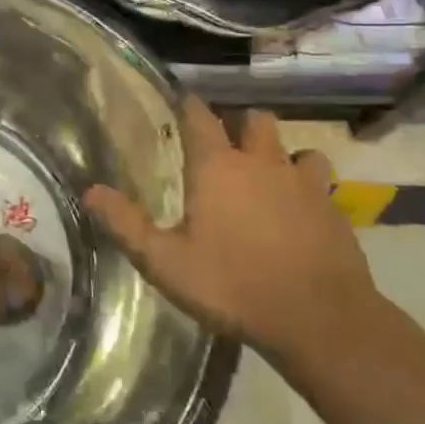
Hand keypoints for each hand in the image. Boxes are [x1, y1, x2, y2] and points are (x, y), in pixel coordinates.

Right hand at [84, 98, 376, 359]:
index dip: (188, 105)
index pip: (200, 116)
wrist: (321, 320)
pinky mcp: (335, 210)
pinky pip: (320, 182)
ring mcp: (304, 184)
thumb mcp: (165, 262)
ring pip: (296, 147)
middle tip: (223, 143)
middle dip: (238, 123)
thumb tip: (90, 191)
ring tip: (266, 173)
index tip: (180, 103)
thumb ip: (126, 224)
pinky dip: (307, 185)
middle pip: (254, 120)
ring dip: (280, 153)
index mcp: (218, 167)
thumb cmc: (233, 285)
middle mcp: (262, 163)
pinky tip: (299, 208)